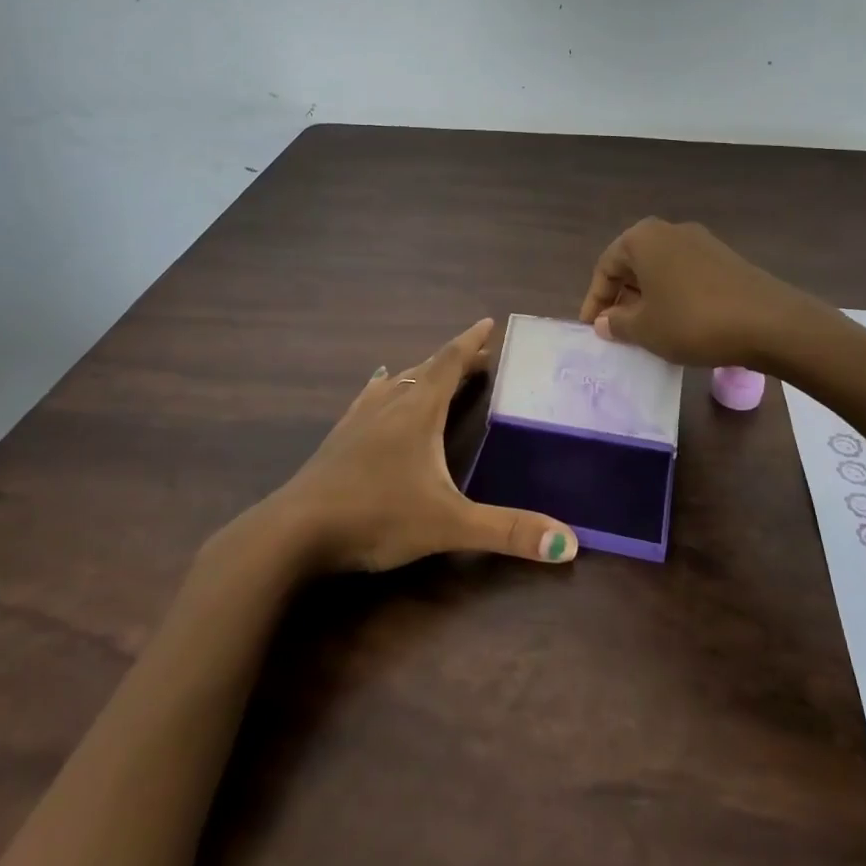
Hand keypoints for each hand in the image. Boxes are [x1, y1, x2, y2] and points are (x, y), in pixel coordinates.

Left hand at [269, 318, 578, 572]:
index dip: (471, 343)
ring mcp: (359, 419)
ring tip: (437, 370)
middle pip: (427, 369)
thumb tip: (570, 543)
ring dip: (422, 373)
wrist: (295, 532)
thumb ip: (507, 531)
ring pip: (398, 382)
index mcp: (418, 411)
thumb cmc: (377, 517)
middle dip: (455, 360)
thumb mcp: (449, 525)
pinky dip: (385, 387)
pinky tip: (379, 387)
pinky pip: (370, 398)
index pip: (449, 363)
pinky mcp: (338, 439)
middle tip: (479, 356)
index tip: (488, 323)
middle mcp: (390, 405)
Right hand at [579, 218, 821, 368]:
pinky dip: (674, 298)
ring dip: (648, 299)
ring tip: (646, 332)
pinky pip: (686, 277)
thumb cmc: (693, 321)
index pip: (606, 266)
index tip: (591, 329)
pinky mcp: (726, 260)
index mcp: (643, 238)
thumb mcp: (645, 329)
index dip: (595, 300)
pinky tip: (679, 326)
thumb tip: (605, 321)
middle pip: (634, 265)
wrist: (770, 323)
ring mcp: (702, 243)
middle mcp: (671, 231)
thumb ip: (617, 323)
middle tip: (616, 330)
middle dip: (622, 298)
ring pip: (661, 271)